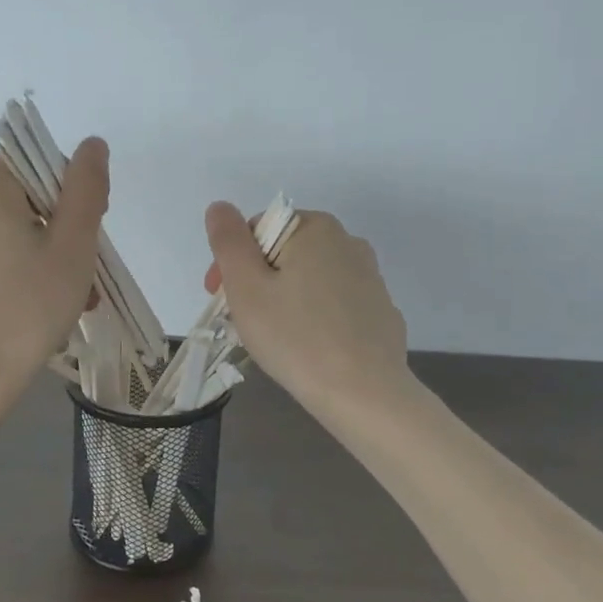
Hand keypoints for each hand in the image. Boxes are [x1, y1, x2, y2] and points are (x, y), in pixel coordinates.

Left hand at [0, 138, 109, 409]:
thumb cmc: (27, 308)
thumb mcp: (73, 245)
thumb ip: (86, 187)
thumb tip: (92, 143)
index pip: (40, 164)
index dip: (72, 196)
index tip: (86, 239)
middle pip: (25, 194)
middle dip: (60, 229)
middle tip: (84, 275)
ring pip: (9, 224)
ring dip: (45, 251)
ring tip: (72, 297)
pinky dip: (17, 264)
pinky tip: (38, 301)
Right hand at [203, 202, 411, 415]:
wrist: (364, 394)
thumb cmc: (295, 336)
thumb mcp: (246, 287)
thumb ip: (228, 241)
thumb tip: (220, 207)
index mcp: (316, 228)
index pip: (259, 230)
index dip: (232, 262)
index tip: (220, 298)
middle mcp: (349, 242)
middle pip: (286, 253)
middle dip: (258, 281)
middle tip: (241, 321)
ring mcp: (371, 279)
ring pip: (310, 280)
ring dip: (285, 299)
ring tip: (273, 339)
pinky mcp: (381, 313)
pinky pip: (335, 306)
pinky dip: (315, 318)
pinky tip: (307, 349)